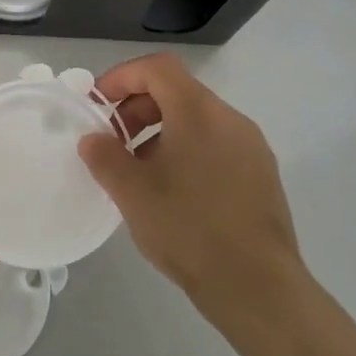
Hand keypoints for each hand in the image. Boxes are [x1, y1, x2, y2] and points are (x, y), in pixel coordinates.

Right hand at [78, 53, 302, 316]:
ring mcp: (251, 147)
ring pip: (197, 120)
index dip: (122, 77)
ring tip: (140, 172)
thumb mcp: (132, 192)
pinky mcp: (262, 175)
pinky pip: (216, 145)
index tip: (98, 105)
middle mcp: (230, 119)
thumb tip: (93, 139)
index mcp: (199, 112)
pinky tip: (173, 192)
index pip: (158, 67)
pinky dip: (186, 151)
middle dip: (138, 108)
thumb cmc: (189, 229)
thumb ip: (105, 157)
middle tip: (114, 142)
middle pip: (177, 91)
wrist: (258, 288)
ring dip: (161, 132)